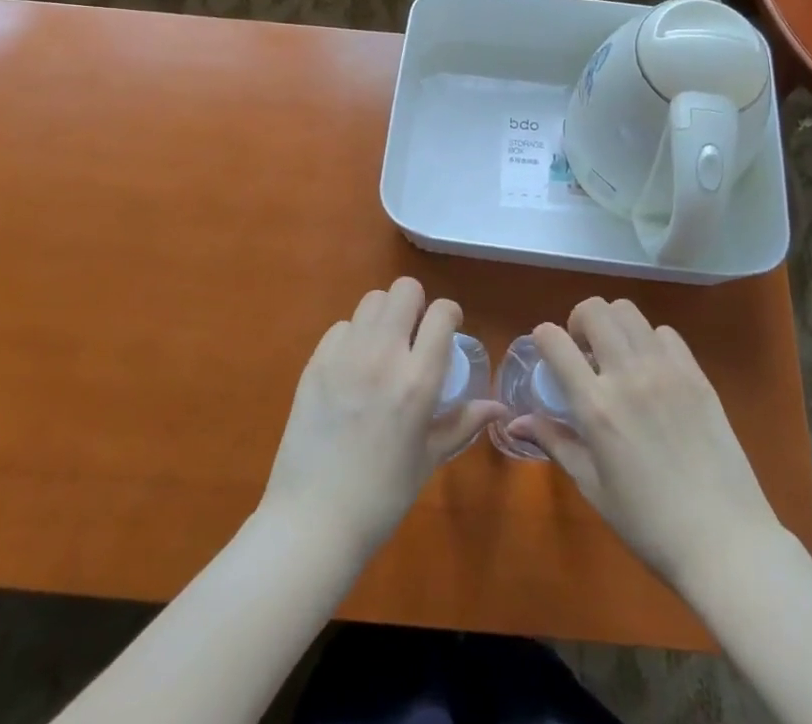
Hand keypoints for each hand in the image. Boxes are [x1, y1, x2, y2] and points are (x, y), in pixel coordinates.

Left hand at [260, 277, 505, 557]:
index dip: (449, 315)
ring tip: (384, 347)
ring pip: (372, 301)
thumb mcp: (429, 459)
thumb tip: (498, 407)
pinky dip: (353, 337)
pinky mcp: (316, 362)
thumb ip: (463, 422)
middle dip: (416, 305)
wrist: (313, 521)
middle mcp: (383, 355)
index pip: (442, 312)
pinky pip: (341, 326)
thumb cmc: (381, 497)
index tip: (448, 331)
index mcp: (417, 380)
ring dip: (384, 316)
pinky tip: (353, 367)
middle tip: (415, 335)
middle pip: (404, 290)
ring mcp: (345, 355)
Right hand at [511, 297, 783, 589]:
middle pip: (594, 310)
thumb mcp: (593, 487)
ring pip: (629, 312)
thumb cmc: (649, 525)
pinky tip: (652, 370)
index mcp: (596, 406)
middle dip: (578, 320)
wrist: (725, 543)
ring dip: (613, 324)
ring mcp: (666, 370)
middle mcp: (628, 375)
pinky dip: (650, 340)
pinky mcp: (697, 374)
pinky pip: (665, 333)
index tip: (546, 350)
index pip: (555, 341)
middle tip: (582, 350)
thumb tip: (515, 422)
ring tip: (616, 354)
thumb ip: (555, 442)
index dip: (543, 337)